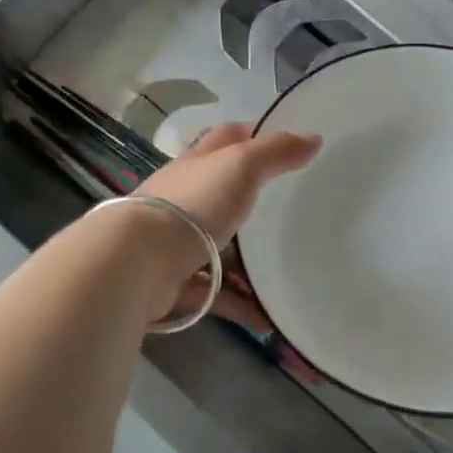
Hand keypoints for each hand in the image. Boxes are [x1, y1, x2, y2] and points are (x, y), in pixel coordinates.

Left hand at [133, 123, 320, 325]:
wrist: (139, 262)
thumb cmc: (194, 204)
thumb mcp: (242, 166)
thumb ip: (277, 152)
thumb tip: (314, 138)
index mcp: (196, 166)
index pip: (223, 140)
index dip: (247, 134)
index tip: (276, 141)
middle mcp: (182, 200)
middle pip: (218, 193)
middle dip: (246, 199)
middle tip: (286, 209)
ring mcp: (173, 242)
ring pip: (215, 246)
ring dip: (243, 259)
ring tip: (282, 269)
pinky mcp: (171, 282)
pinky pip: (213, 293)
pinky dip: (238, 303)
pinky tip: (267, 317)